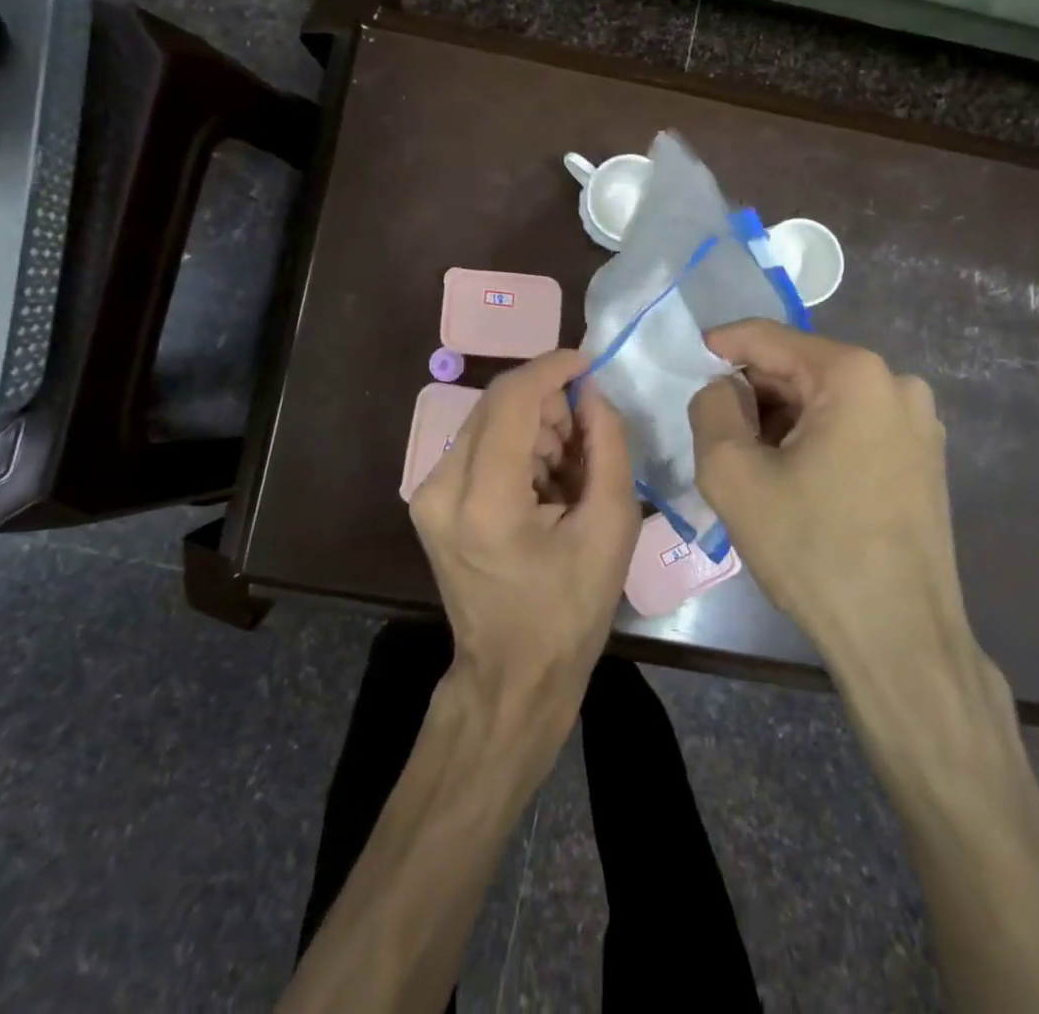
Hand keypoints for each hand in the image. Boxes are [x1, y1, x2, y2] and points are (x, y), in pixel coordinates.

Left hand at [410, 351, 641, 730]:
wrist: (512, 674)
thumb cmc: (570, 610)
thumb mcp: (611, 527)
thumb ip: (607, 446)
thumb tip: (594, 393)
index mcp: (485, 500)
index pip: (512, 400)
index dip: (552, 369)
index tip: (589, 363)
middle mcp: (442, 487)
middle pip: (496, 404)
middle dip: (548, 403)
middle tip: (588, 435)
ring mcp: (427, 494)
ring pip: (487, 421)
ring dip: (534, 426)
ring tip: (568, 470)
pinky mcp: (428, 501)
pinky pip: (478, 446)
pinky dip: (516, 447)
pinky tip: (543, 483)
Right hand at [688, 321, 991, 695]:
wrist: (900, 639)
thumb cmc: (813, 550)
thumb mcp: (733, 474)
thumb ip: (710, 409)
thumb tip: (721, 390)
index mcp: (854, 374)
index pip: (768, 338)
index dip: (720, 346)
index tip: (687, 362)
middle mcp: (896, 384)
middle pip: (799, 368)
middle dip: (751, 392)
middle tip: (713, 429)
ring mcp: (918, 423)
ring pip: (825, 399)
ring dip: (779, 419)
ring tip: (750, 462)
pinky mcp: (923, 458)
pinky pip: (852, 427)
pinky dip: (813, 438)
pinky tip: (791, 478)